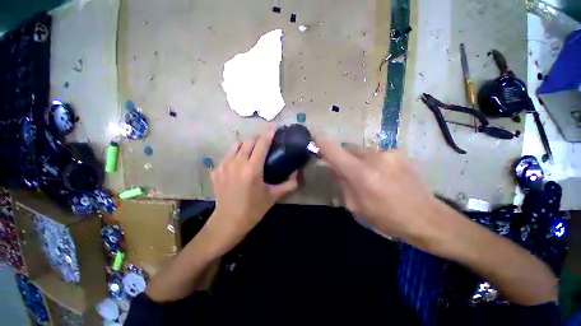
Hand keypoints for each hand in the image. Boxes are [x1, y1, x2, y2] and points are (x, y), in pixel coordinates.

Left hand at [208, 125, 298, 253]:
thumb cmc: (253, 209)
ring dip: (246, 144)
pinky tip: (240, 163)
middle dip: (258, 139)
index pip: (261, 144)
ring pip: (236, 145)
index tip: (273, 126)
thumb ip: (289, 184)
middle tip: (265, 143)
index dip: (268, 133)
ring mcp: (223, 165)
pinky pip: (228, 155)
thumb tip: (297, 173)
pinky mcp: (216, 170)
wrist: (228, 221)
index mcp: (252, 169)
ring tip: (252, 150)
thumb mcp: (274, 196)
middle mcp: (236, 163)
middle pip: (248, 141)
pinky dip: (236, 154)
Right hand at [317, 140, 447, 245]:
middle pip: (348, 148)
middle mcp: (375, 158)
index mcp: (361, 174)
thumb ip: (342, 183)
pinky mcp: (400, 153)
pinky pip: (376, 155)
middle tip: (344, 170)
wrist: (426, 218)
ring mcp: (389, 153)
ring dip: (358, 161)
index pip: (335, 151)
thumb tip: (334, 167)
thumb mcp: (355, 206)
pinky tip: (382, 175)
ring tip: (368, 177)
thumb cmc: (386, 217)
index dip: (323, 144)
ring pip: (362, 152)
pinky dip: (372, 162)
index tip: (315, 140)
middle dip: (342, 157)